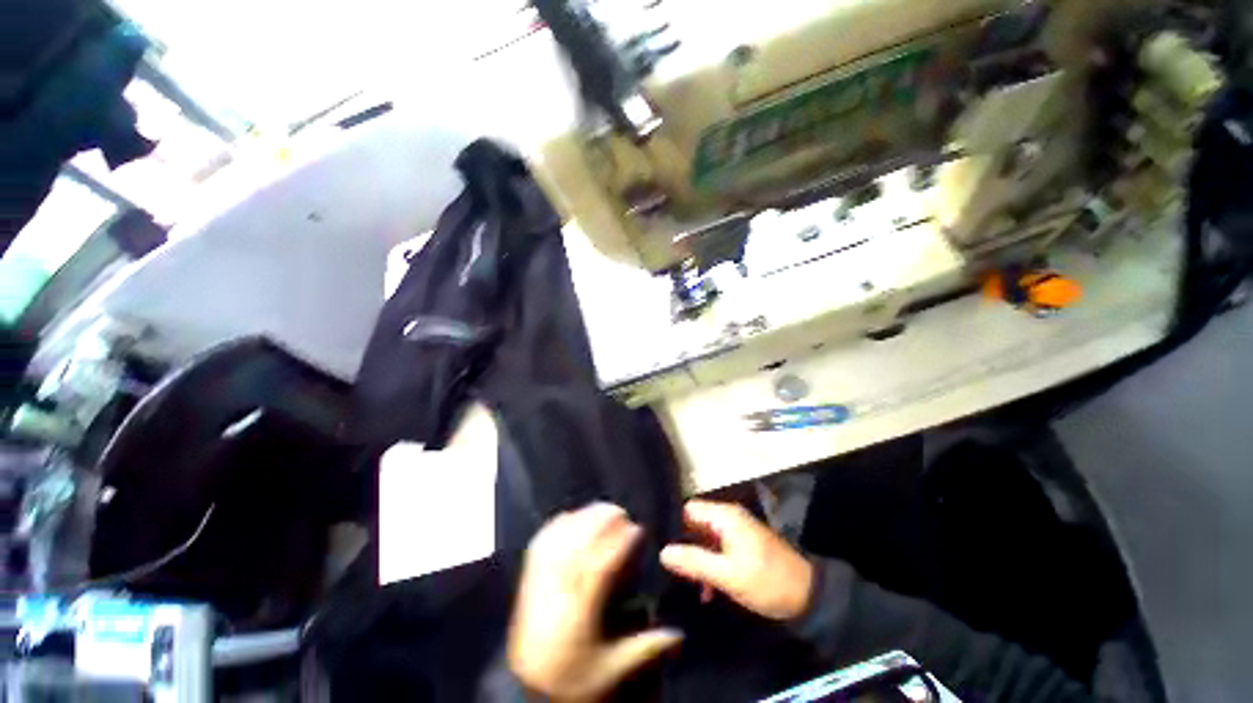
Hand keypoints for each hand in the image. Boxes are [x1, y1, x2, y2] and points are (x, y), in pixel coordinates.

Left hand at [508, 503, 682, 701]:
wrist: (524, 687)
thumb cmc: (571, 677)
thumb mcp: (610, 671)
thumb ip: (645, 648)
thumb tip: (680, 634)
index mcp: (579, 612)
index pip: (600, 567)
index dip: (619, 543)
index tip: (637, 527)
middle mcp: (557, 590)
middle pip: (579, 545)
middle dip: (601, 522)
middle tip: (621, 511)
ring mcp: (540, 581)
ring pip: (560, 538)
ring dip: (581, 518)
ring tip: (601, 509)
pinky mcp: (528, 577)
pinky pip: (542, 542)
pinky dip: (558, 524)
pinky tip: (571, 515)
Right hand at [661, 500, 813, 620]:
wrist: (808, 597)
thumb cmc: (765, 581)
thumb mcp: (727, 575)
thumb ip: (694, 561)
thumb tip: (663, 552)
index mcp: (725, 516)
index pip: (688, 509)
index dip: (674, 525)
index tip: (660, 546)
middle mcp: (729, 518)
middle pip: (695, 524)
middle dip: (684, 546)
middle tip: (671, 569)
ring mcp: (737, 532)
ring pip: (705, 539)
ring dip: (697, 560)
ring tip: (689, 585)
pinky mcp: (743, 546)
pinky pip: (718, 550)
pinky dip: (710, 566)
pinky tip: (707, 591)